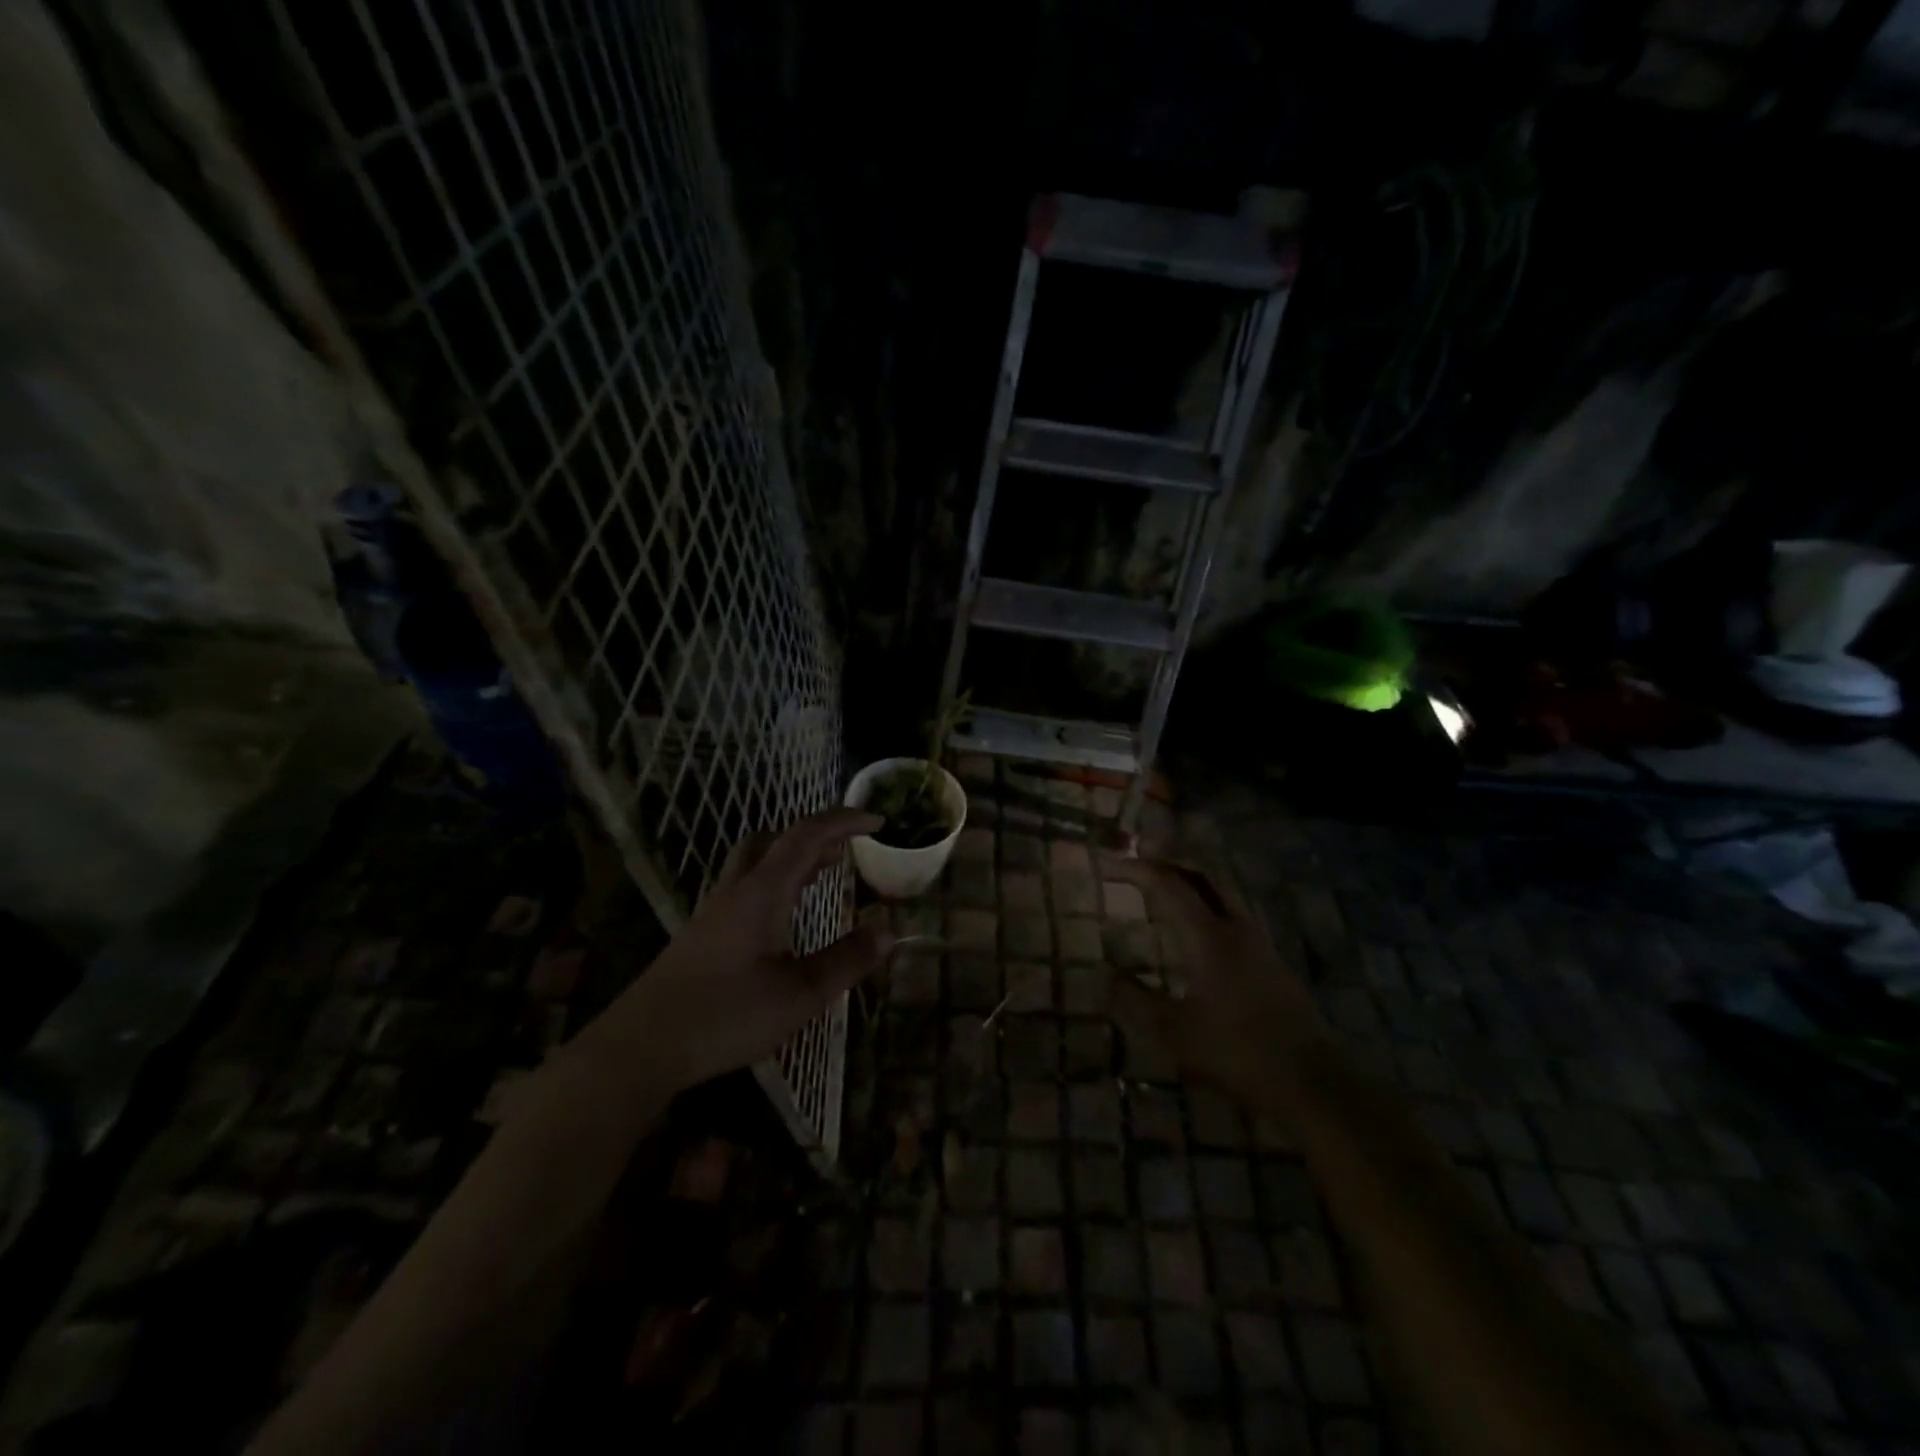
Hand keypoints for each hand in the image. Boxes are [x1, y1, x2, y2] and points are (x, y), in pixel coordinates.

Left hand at [617, 808, 894, 1091]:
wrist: (640, 1048)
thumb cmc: (725, 1016)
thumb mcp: (799, 995)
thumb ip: (846, 961)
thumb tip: (889, 930)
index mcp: (761, 892)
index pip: (806, 836)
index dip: (843, 821)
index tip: (877, 821)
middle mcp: (735, 891)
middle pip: (774, 839)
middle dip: (814, 835)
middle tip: (846, 850)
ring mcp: (713, 912)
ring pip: (755, 862)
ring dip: (792, 858)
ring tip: (822, 874)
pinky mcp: (702, 935)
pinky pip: (745, 887)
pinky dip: (775, 882)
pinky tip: (782, 917)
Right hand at [1105, 857, 1328, 1113]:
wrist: (1311, 1081)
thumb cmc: (1236, 1052)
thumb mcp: (1173, 1032)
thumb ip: (1135, 1000)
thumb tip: (1105, 975)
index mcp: (1208, 936)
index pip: (1169, 885)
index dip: (1137, 871)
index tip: (1110, 867)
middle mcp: (1236, 927)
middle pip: (1201, 876)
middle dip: (1167, 865)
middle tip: (1137, 869)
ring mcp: (1259, 942)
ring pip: (1221, 893)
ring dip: (1189, 884)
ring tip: (1162, 894)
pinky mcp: (1272, 960)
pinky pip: (1232, 914)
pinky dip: (1206, 906)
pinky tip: (1196, 931)